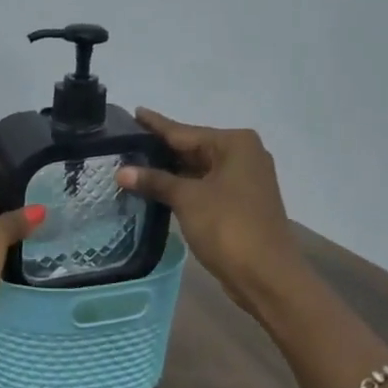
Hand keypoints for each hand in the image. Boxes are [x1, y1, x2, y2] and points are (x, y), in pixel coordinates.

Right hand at [116, 108, 297, 309]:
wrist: (266, 275)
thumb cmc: (228, 227)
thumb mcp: (187, 199)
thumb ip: (155, 181)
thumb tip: (121, 171)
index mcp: (234, 144)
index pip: (184, 131)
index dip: (156, 125)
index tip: (134, 112)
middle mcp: (243, 155)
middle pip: (192, 148)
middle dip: (160, 149)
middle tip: (125, 143)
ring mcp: (244, 181)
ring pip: (198, 169)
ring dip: (169, 171)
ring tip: (133, 164)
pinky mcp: (240, 203)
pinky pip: (204, 186)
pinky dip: (182, 187)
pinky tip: (157, 188)